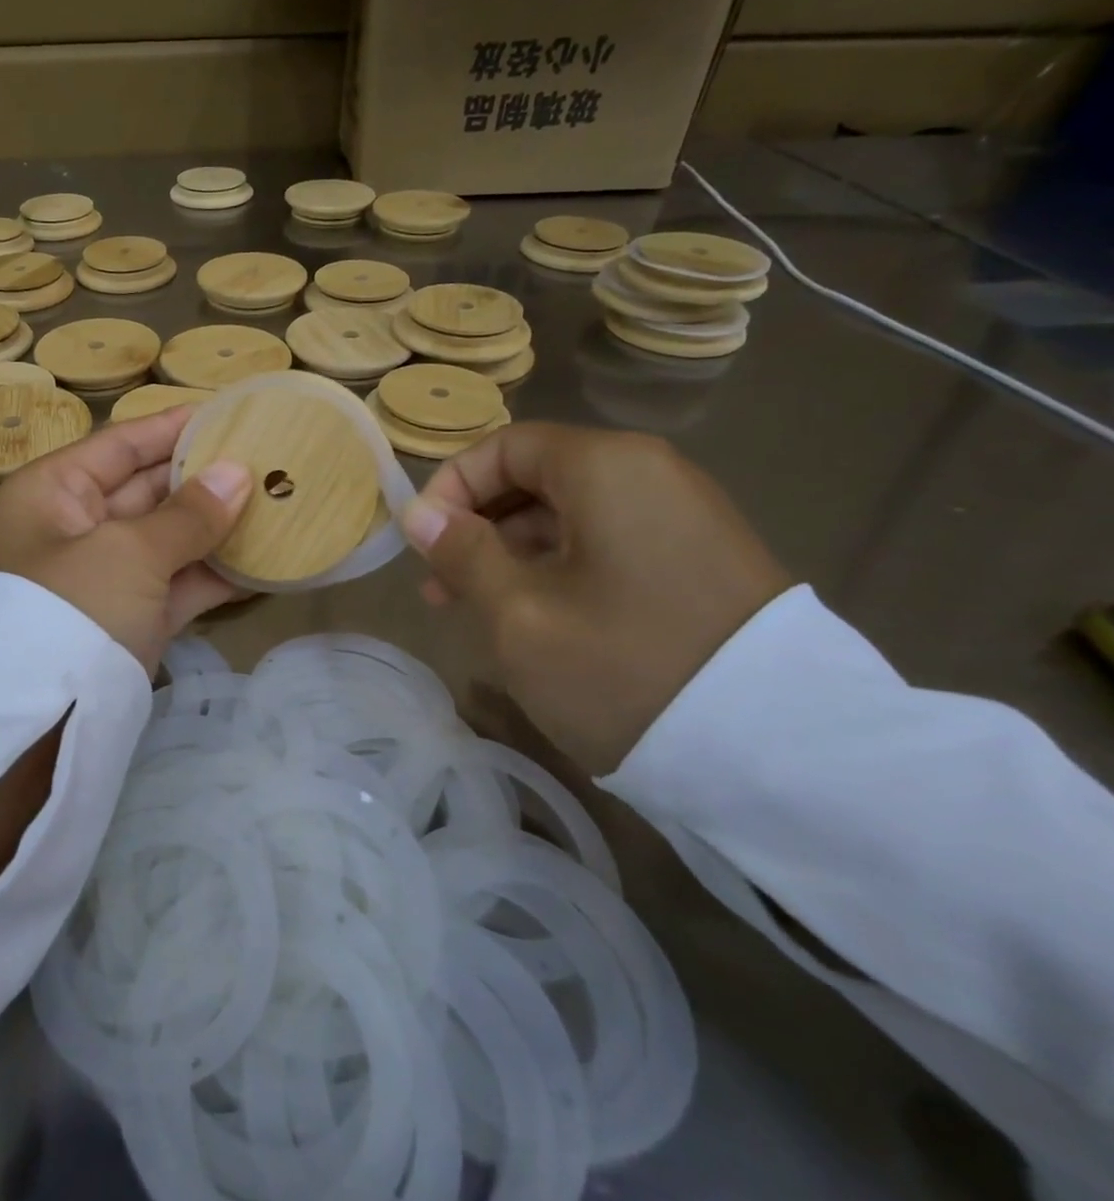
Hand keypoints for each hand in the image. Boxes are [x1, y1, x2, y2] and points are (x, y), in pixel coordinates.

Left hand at [0, 406, 252, 674]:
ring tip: (276, 502)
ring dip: (215, 527)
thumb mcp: (128, 552)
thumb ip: (187, 514)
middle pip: (145, 489)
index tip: (227, 413)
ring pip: (165, 539)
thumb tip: (238, 474)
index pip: (119, 444)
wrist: (35, 725)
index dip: (172, 428)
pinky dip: (213, 575)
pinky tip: (264, 560)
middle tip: (265, 458)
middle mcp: (74, 528)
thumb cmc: (71, 608)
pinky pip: (174, 585)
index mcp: (53, 492)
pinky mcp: (127, 621)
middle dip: (202, 477)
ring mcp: (102, 578)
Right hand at [399, 423, 790, 775]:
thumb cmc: (623, 666)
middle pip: (535, 476)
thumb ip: (461, 553)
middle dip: (477, 526)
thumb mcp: (519, 613)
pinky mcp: (700, 559)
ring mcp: (683, 516)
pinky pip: (607, 542)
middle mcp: (650, 473)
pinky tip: (535, 615)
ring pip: (569, 514)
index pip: (502, 447)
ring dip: (512, 552)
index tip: (422, 544)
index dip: (449, 488)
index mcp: (606, 467)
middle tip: (440, 584)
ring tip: (476, 607)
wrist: (782, 753)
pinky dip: (559, 566)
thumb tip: (419, 514)